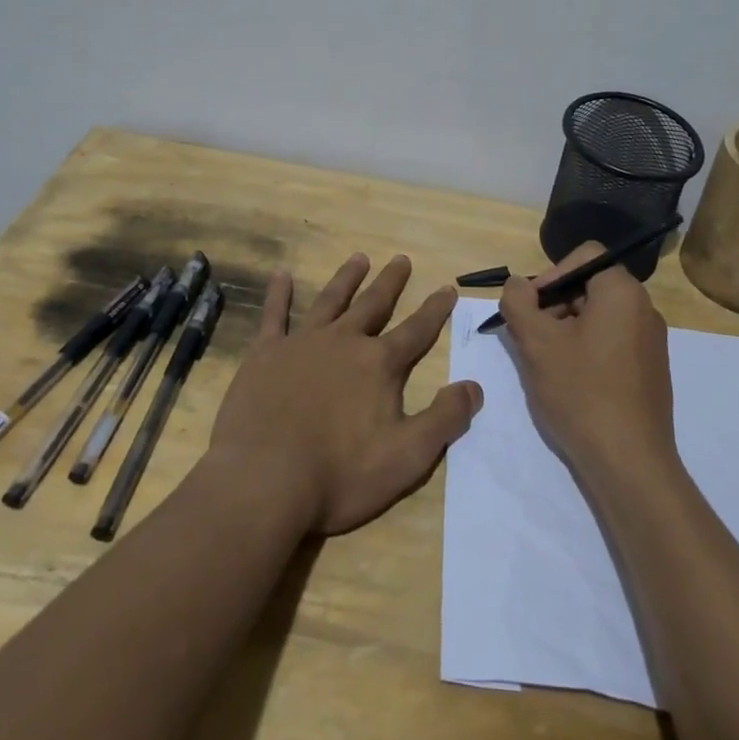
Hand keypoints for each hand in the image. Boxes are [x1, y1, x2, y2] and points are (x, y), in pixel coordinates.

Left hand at [208, 253, 481, 535]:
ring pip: (330, 300)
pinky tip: (282, 274)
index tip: (447, 288)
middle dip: (391, 282)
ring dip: (347, 278)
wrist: (263, 481)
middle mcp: (344, 342)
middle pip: (374, 304)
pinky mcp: (265, 354)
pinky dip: (279, 293)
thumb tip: (474, 386)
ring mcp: (302, 343)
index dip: (435, 310)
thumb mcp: (407, 457)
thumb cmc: (340, 475)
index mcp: (380, 365)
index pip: (416, 330)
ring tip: (358, 258)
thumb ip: (444, 419)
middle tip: (401, 259)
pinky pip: (274, 315)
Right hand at [496, 241, 677, 481]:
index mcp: (623, 292)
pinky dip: (585, 351)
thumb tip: (517, 285)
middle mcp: (644, 309)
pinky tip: (568, 383)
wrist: (629, 463)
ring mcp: (651, 342)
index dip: (550, 274)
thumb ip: (519, 302)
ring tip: (545, 363)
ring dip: (566, 330)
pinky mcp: (650, 371)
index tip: (530, 307)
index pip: (583, 256)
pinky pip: (611, 343)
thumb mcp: (537, 342)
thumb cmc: (581, 392)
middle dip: (554, 305)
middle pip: (589, 286)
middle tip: (530, 337)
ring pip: (598, 317)